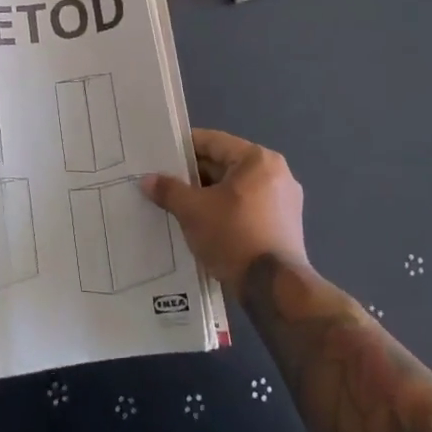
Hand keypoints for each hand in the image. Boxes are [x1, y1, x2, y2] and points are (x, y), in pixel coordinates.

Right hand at [142, 129, 307, 299]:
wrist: (274, 289)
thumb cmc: (234, 236)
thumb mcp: (193, 211)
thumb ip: (169, 190)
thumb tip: (147, 180)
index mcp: (257, 159)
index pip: (213, 142)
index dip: (183, 149)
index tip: (160, 156)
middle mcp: (276, 173)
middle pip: (225, 165)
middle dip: (195, 176)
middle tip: (165, 184)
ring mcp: (284, 201)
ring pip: (235, 189)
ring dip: (209, 195)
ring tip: (179, 205)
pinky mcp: (284, 226)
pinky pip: (247, 208)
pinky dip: (226, 211)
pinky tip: (203, 225)